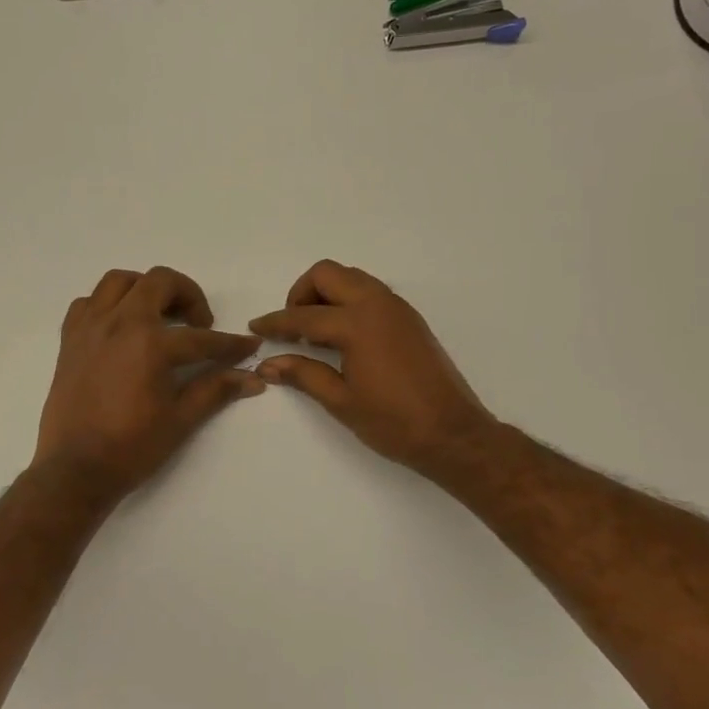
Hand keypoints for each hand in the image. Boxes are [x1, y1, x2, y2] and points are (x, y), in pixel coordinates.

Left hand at [34, 267, 263, 500]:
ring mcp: (90, 328)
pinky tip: (120, 328)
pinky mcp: (69, 340)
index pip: (201, 338)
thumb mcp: (180, 419)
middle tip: (198, 323)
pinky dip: (107, 305)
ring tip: (159, 315)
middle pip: (159, 282)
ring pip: (119, 281)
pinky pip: (87, 303)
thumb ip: (216, 390)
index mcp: (150, 343)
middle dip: (188, 295)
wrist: (75, 470)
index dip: (229, 344)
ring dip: (145, 289)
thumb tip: (253, 379)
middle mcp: (119, 323)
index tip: (248, 346)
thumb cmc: (131, 448)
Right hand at [249, 260, 496, 477]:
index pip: (304, 316)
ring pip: (352, 279)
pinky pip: (371, 292)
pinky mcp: (410, 319)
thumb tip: (267, 364)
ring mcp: (397, 308)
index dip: (276, 322)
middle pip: (328, 274)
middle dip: (301, 293)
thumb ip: (303, 374)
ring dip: (327, 294)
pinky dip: (349, 302)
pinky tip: (342, 338)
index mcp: (357, 324)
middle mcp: (378, 304)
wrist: (452, 433)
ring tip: (315, 333)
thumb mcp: (341, 401)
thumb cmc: (393, 422)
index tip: (255, 327)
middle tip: (292, 328)